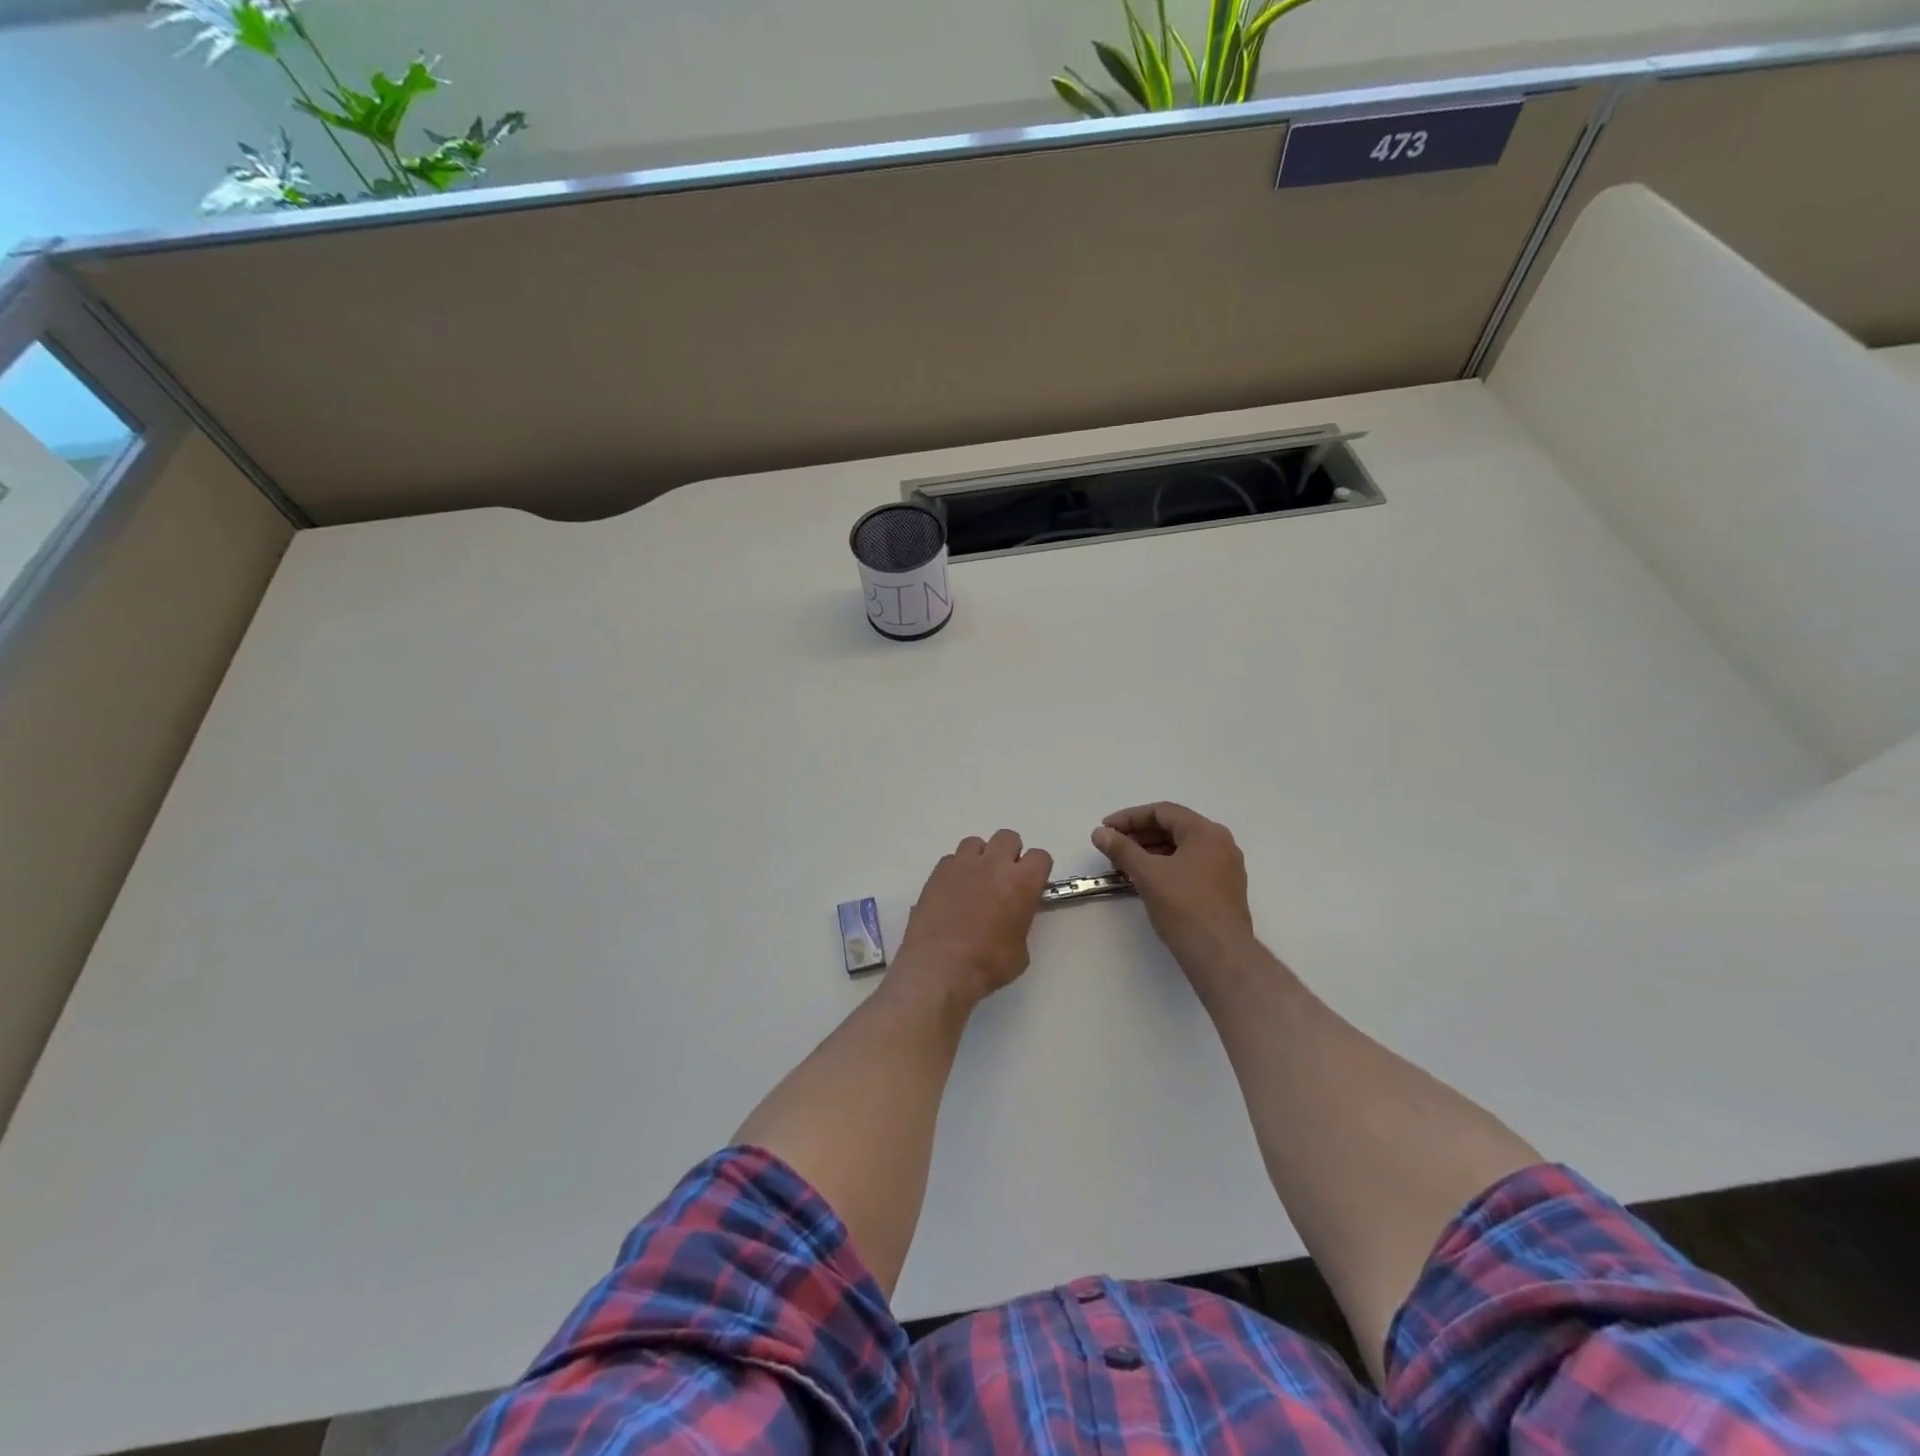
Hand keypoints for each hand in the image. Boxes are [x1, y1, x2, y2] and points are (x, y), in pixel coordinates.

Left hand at [896, 830, 1053, 1003]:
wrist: (939, 966)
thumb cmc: (987, 964)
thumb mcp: (1020, 951)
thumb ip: (1021, 922)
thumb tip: (1012, 918)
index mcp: (1021, 882)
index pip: (1040, 856)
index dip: (1037, 870)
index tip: (1031, 885)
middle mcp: (993, 864)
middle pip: (1008, 838)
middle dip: (1009, 854)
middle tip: (1003, 880)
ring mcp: (962, 864)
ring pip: (976, 843)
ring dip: (980, 858)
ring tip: (975, 882)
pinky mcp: (937, 872)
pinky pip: (951, 859)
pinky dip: (955, 870)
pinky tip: (952, 892)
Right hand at [1093, 802, 1255, 973]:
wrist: (1220, 954)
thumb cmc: (1184, 906)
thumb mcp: (1147, 874)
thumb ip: (1122, 849)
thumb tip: (1100, 833)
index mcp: (1206, 832)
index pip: (1163, 812)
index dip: (1130, 818)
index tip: (1106, 829)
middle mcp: (1220, 844)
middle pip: (1173, 828)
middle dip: (1139, 836)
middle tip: (1112, 847)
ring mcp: (1226, 868)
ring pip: (1181, 849)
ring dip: (1150, 852)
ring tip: (1124, 866)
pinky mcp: (1224, 890)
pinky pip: (1190, 866)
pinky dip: (1166, 867)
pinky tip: (1146, 880)